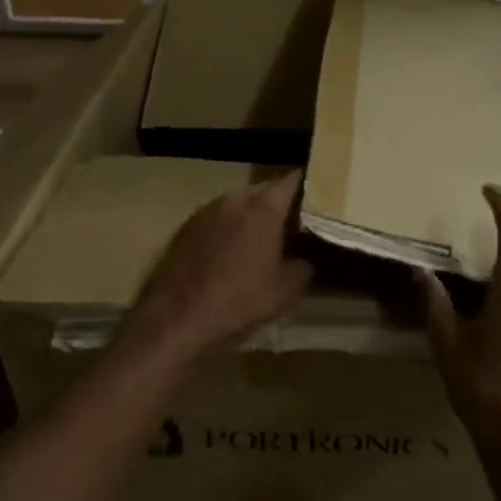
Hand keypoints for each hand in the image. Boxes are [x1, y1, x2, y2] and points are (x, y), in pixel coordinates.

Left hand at [127, 171, 313, 361]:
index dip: (310, 186)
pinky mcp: (186, 228)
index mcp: (263, 208)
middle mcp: (234, 199)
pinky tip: (235, 251)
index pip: (293, 180)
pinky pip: (219, 218)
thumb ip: (303, 267)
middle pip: (265, 189)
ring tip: (267, 237)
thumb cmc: (239, 301)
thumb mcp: (286, 291)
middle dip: (282, 201)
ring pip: (239, 203)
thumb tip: (304, 260)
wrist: (177, 319)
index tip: (322, 198)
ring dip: (254, 214)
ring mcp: (206, 211)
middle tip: (298, 222)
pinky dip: (232, 227)